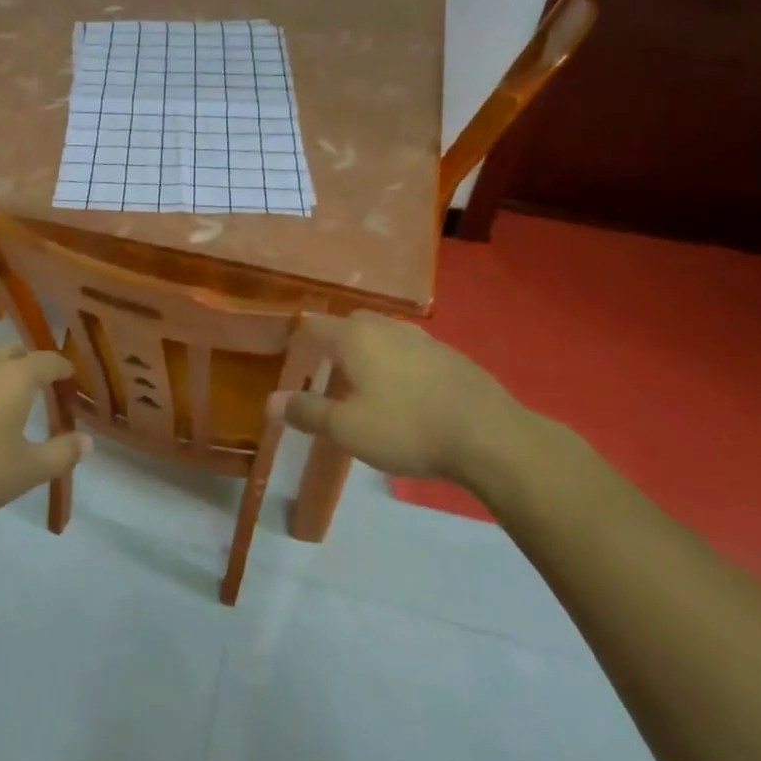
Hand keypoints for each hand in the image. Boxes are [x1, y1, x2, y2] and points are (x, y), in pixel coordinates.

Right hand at [267, 311, 544, 490]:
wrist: (489, 435)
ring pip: (383, 335)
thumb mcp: (347, 429)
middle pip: (349, 325)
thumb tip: (271, 401)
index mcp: (355, 337)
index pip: (314, 327)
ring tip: (363, 382)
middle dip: (333, 342)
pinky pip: (409, 350)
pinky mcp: (450, 355)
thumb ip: (308, 412)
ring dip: (368, 352)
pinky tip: (404, 392)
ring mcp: (422, 338)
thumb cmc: (407, 428)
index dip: (298, 341)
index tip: (289, 359)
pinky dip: (397, 363)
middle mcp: (386, 327)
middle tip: (324, 370)